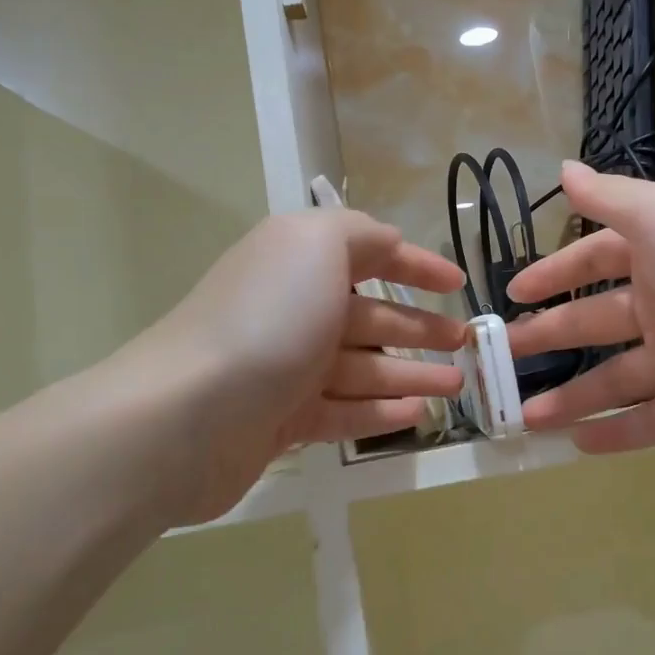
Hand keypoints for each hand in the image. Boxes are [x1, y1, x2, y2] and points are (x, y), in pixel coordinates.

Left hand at [100, 209, 465, 525]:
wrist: (186, 416)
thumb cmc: (266, 320)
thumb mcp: (316, 245)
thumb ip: (360, 234)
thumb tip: (389, 242)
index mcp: (299, 262)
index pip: (370, 254)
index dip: (417, 264)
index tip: (459, 282)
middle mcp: (294, 309)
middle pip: (372, 316)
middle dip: (422, 326)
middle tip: (467, 343)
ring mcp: (287, 368)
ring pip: (365, 366)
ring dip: (413, 372)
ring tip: (458, 385)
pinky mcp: (282, 420)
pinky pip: (345, 411)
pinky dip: (381, 410)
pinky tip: (417, 414)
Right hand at [506, 162, 654, 453]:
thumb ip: (612, 199)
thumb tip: (563, 168)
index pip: (596, 259)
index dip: (555, 273)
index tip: (513, 293)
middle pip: (597, 321)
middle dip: (548, 337)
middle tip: (499, 360)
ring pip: (617, 377)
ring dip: (571, 395)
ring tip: (524, 417)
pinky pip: (652, 420)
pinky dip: (617, 433)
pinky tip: (577, 445)